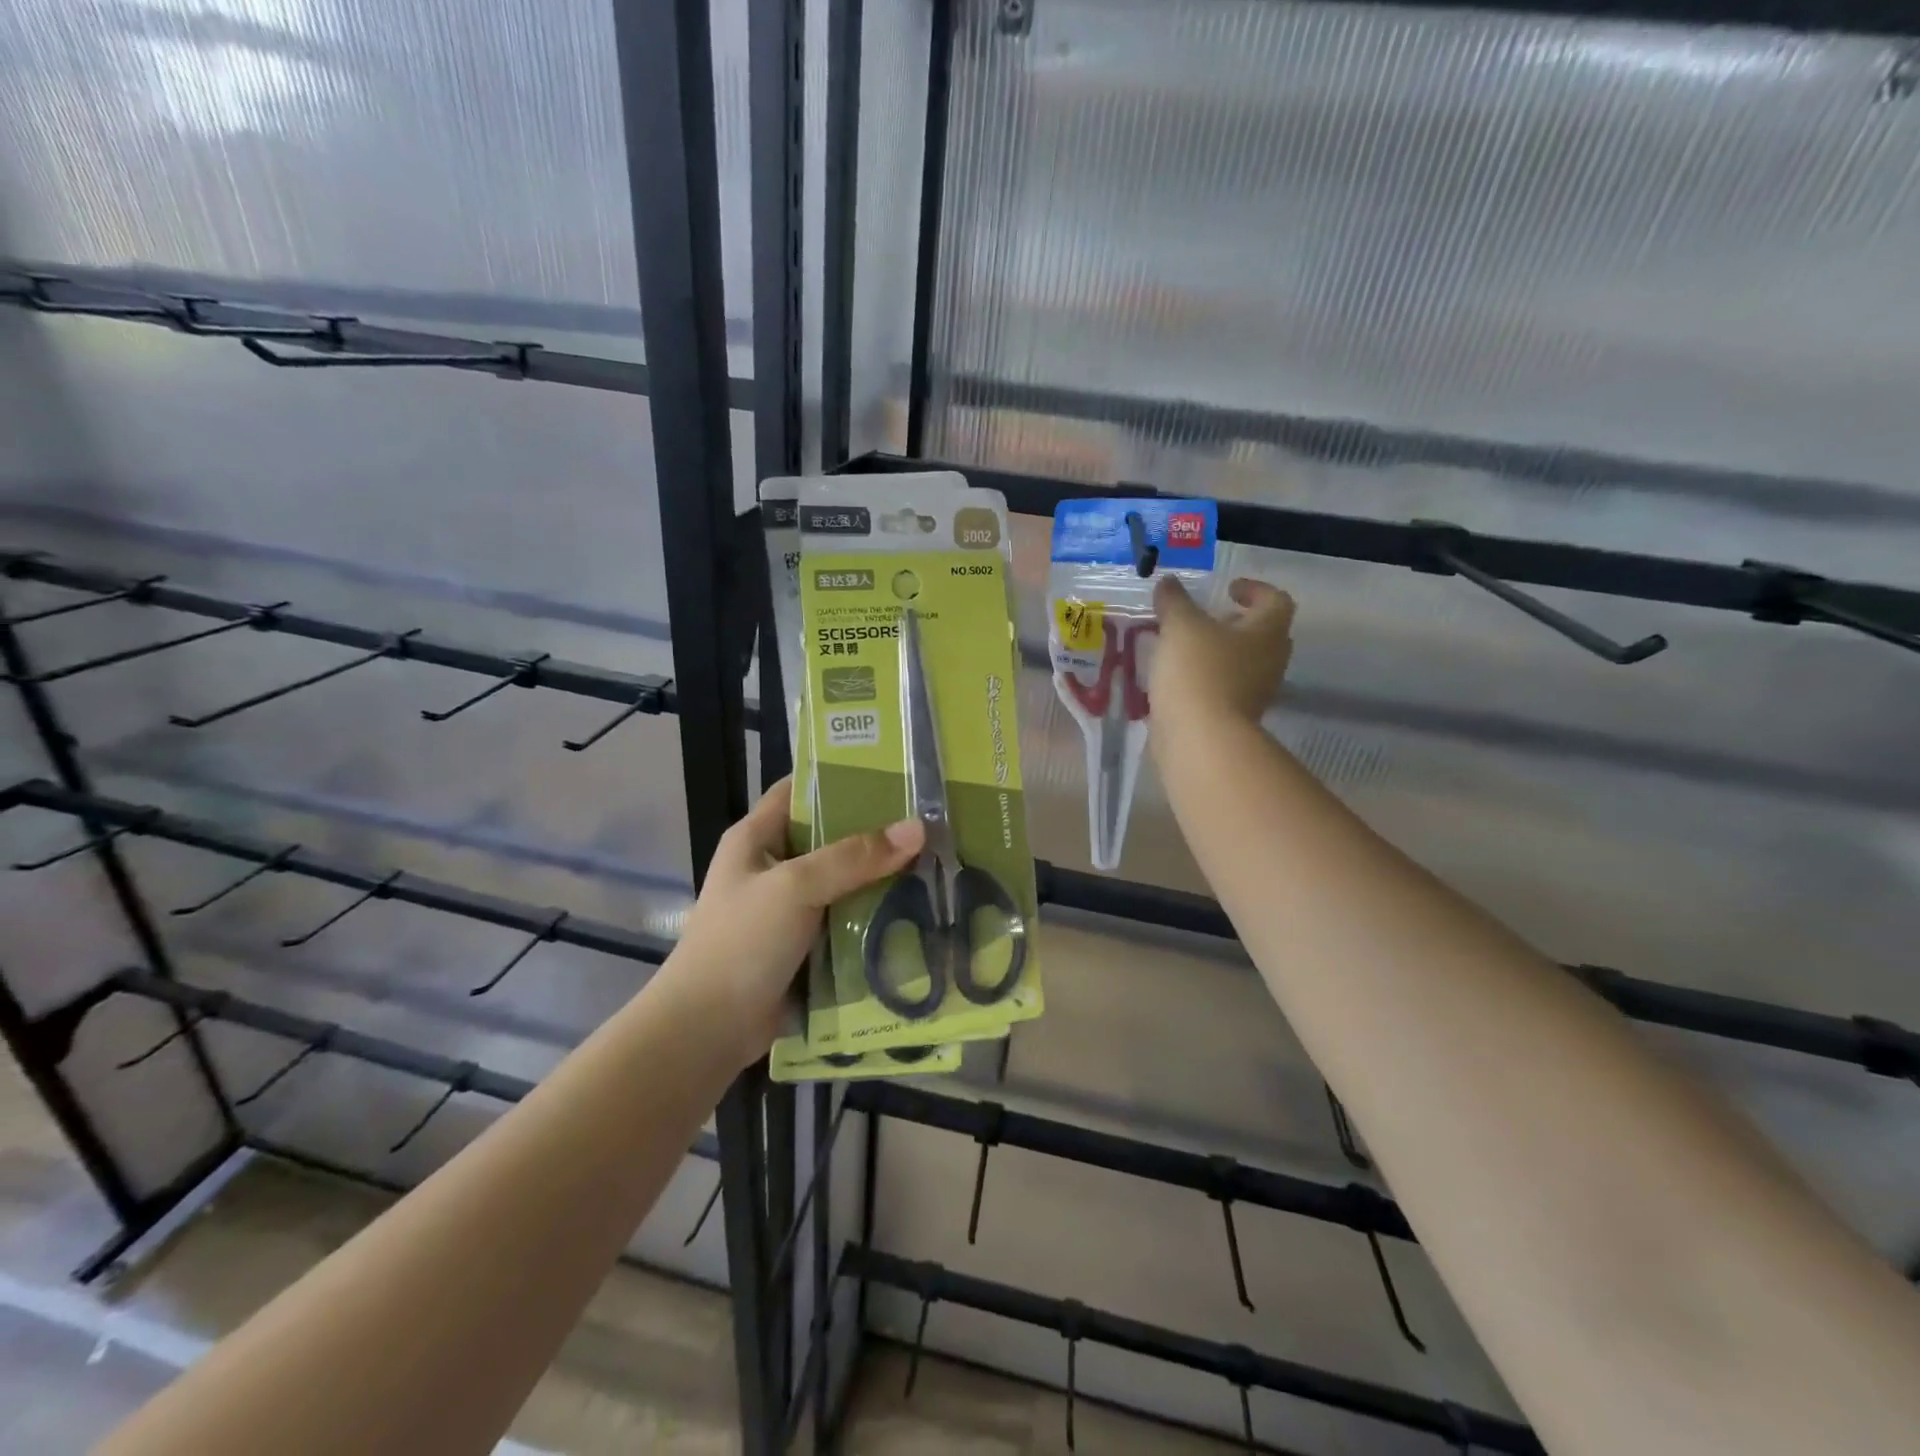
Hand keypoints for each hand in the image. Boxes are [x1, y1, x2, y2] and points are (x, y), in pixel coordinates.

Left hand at [668, 778, 924, 1066]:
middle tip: (932, 821)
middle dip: (877, 832)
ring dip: (883, 878)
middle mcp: (774, 867)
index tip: (895, 772)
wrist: (707, 1032)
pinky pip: (848, 921)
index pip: (800, 790)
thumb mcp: (795, 888)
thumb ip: (854, 857)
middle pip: (832, 837)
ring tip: (939, 861)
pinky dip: (877, 917)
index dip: (841, 777)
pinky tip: (920, 910)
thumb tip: (918, 828)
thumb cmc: (741, 943)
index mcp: (757, 838)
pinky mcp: (807, 946)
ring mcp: (791, 909)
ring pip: (846, 882)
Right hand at [1150, 575, 1294, 737]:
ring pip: (1245, 663)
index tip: (1229, 589)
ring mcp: (1256, 693)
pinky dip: (1208, 679)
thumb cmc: (1198, 671)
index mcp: (1267, 631)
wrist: (1200, 737)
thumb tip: (1169, 583)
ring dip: (1221, 653)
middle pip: (1264, 634)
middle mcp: (1270, 661)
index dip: (1255, 589)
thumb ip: (1174, 601)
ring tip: (1187, 648)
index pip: (1276, 600)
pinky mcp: (1236, 718)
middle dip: (1237, 623)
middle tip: (1209, 618)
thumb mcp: (1180, 626)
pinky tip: (1180, 678)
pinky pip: (1226, 689)